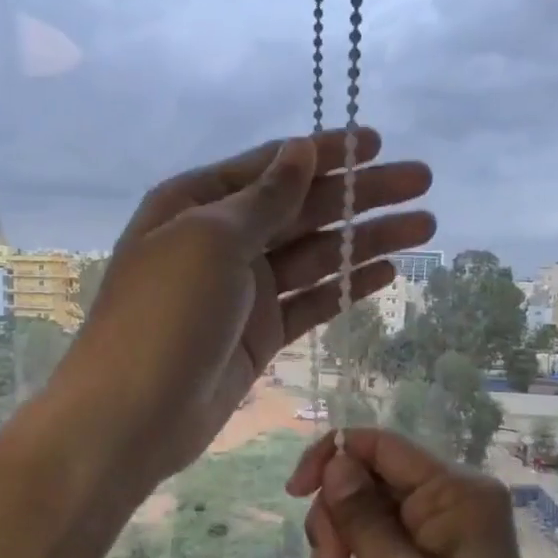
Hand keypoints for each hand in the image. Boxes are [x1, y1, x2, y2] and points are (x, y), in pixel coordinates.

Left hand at [53, 129, 433, 483]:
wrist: (133, 415)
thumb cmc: (165, 315)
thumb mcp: (211, 240)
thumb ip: (265, 198)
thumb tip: (301, 150)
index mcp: (197, 204)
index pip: (272, 167)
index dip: (325, 153)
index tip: (377, 142)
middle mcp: (221, 241)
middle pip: (302, 208)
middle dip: (361, 194)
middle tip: (423, 182)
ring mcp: (242, 291)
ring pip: (315, 255)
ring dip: (365, 239)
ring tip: (423, 227)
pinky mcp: (260, 335)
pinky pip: (311, 301)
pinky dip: (346, 286)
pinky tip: (386, 273)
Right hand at [285, 429, 557, 557]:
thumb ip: (361, 513)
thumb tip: (337, 460)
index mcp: (459, 493)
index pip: (383, 446)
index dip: (332, 457)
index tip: (294, 493)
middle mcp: (459, 502)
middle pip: (377, 476)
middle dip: (339, 507)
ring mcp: (451, 535)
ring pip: (377, 508)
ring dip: (345, 531)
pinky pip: (390, 538)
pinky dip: (362, 551)